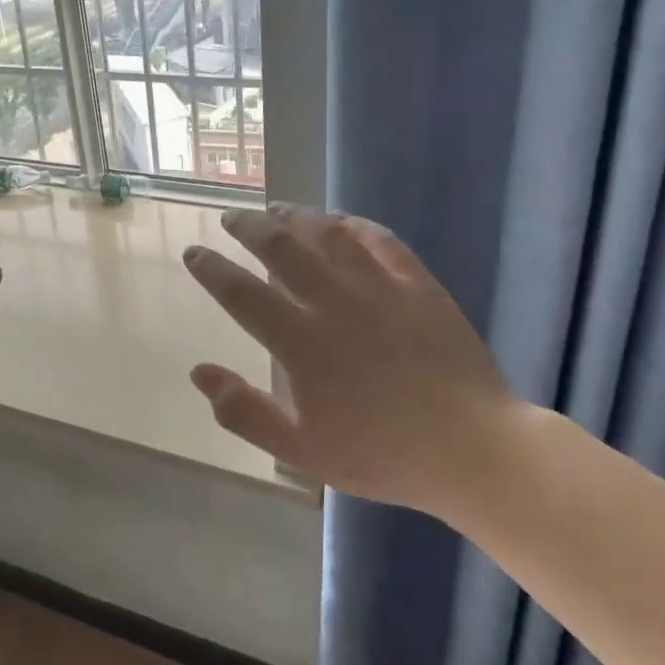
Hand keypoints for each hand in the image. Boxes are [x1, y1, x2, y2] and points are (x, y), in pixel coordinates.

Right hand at [181, 206, 524, 518]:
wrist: (471, 448)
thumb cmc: (380, 454)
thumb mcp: (301, 450)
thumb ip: (244, 412)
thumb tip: (199, 372)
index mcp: (300, 344)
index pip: (241, 293)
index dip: (211, 269)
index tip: (194, 253)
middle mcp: (333, 303)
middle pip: (281, 248)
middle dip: (248, 227)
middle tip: (231, 217)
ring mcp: (379, 288)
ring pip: (327, 234)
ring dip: (295, 216)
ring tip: (277, 209)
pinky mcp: (417, 283)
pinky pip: (379, 239)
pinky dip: (351, 224)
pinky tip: (339, 221)